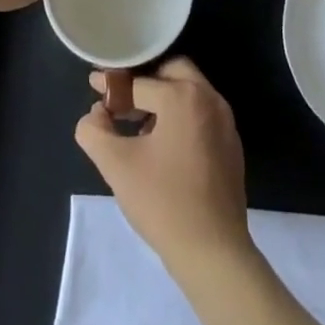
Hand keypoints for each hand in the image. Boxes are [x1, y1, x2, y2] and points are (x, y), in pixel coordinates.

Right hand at [74, 58, 250, 276]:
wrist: (214, 253)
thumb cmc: (163, 203)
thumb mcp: (117, 166)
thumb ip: (95, 132)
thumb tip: (93, 115)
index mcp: (183, 95)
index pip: (139, 82)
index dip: (112, 87)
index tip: (94, 87)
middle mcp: (209, 97)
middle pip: (171, 71)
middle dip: (144, 82)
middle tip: (122, 102)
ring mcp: (225, 120)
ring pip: (189, 91)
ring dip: (163, 98)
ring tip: (138, 127)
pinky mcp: (231, 143)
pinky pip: (202, 113)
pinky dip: (181, 116)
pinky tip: (164, 146)